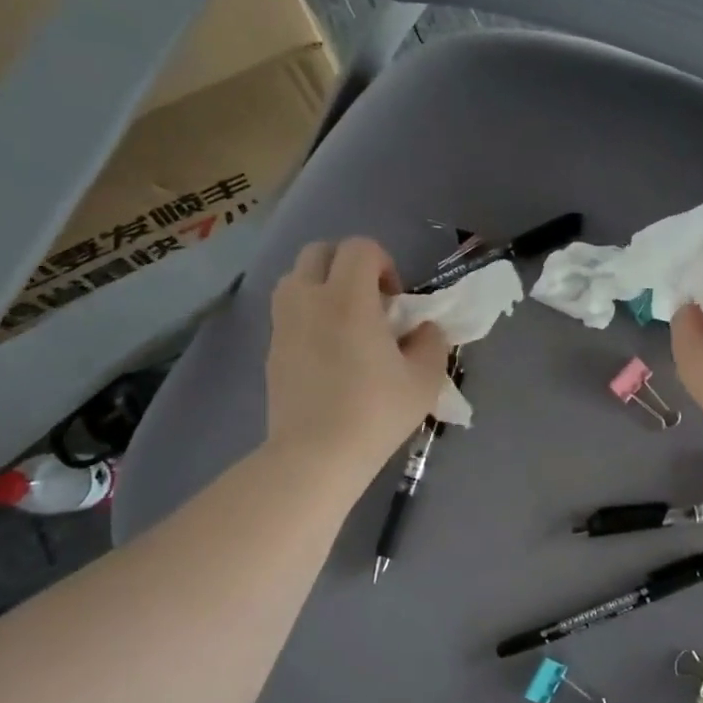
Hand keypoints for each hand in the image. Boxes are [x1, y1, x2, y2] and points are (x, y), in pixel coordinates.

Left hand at [267, 238, 449, 484]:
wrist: (316, 455)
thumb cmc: (375, 413)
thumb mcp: (424, 380)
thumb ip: (432, 343)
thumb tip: (423, 330)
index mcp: (348, 298)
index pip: (360, 247)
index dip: (384, 263)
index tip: (394, 300)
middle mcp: (309, 299)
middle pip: (319, 251)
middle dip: (347, 265)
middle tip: (369, 302)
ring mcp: (283, 323)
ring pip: (296, 278)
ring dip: (322, 286)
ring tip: (344, 322)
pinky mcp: (271, 349)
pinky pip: (288, 312)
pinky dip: (307, 315)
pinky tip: (327, 352)